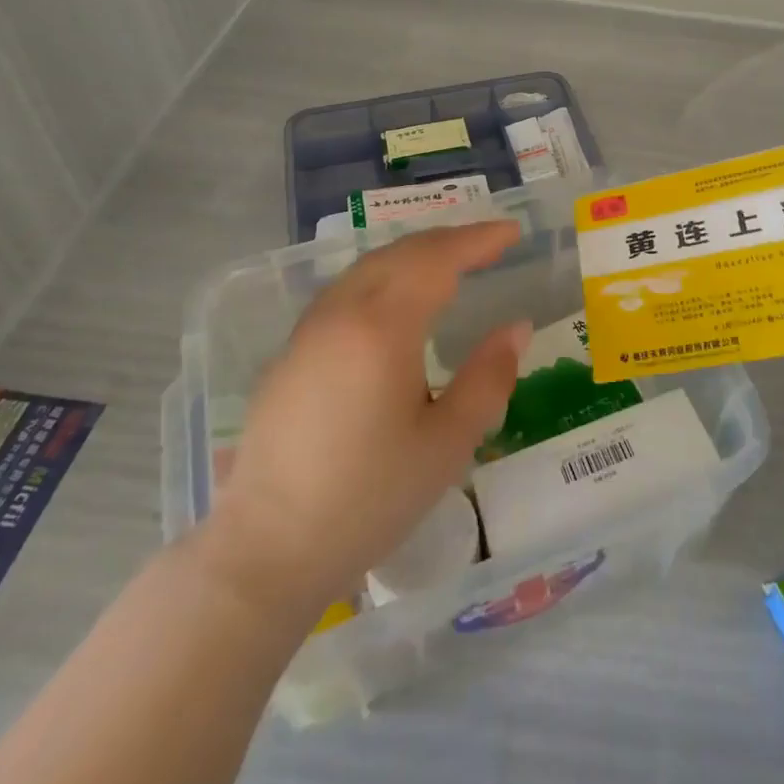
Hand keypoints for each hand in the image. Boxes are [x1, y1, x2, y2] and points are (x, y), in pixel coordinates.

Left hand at [200, 221, 529, 609]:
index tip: (512, 231)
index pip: (438, 259)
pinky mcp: (290, 353)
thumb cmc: (368, 499)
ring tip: (450, 262)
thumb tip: (517, 327)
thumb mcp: (446, 444)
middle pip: (401, 253)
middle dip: (449, 239)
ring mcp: (309, 330)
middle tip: (489, 242)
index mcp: (383, 328)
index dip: (478, 240)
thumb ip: (488, 378)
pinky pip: (346, 290)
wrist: (266, 551)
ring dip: (414, 254)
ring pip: (369, 267)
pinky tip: (396, 299)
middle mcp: (342, 313)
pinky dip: (385, 276)